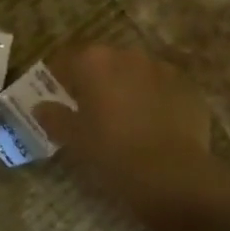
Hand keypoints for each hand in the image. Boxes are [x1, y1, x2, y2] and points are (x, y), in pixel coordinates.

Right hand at [38, 45, 220, 223]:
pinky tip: (155, 125)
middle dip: (97, 80)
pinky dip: (156, 99)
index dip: (61, 76)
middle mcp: (128, 56)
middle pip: (105, 62)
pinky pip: (164, 88)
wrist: (173, 174)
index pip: (68, 59)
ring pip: (136, 73)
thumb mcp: (74, 139)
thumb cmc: (113, 152)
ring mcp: (162, 69)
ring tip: (126, 118)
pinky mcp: (189, 88)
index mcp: (94, 62)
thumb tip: (41, 107)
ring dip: (128, 87)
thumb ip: (54, 117)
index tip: (59, 94)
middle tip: (92, 108)